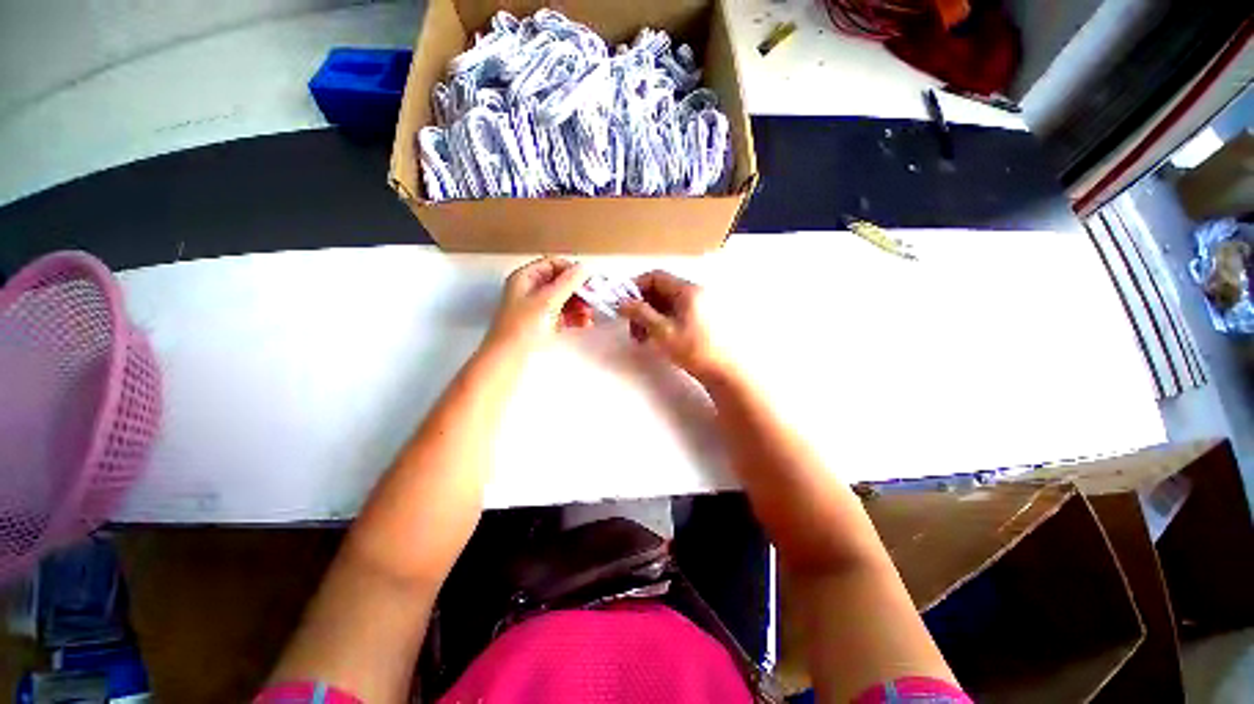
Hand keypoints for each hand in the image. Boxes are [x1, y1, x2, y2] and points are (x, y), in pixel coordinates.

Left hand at [486, 257, 591, 353]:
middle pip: (560, 282)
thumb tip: (583, 268)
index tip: (587, 279)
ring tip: (590, 314)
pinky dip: (575, 317)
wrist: (508, 358)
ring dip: (579, 305)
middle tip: (592, 298)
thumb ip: (568, 282)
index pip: (552, 264)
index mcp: (525, 278)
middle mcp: (531, 291)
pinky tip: (585, 323)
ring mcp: (537, 308)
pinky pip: (563, 315)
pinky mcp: (543, 324)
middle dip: (578, 290)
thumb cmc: (521, 327)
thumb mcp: (547, 300)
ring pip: (564, 300)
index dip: (571, 270)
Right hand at [618, 271, 732, 380]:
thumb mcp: (662, 332)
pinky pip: (678, 313)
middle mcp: (696, 292)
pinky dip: (663, 321)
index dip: (636, 287)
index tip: (623, 304)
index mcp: (688, 290)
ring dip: (651, 316)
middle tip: (632, 327)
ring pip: (668, 303)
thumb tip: (622, 302)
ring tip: (642, 338)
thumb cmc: (694, 350)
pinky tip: (657, 338)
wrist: (726, 373)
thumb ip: (640, 313)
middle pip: (661, 290)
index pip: (656, 277)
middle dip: (642, 306)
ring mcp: (701, 306)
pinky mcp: (703, 319)